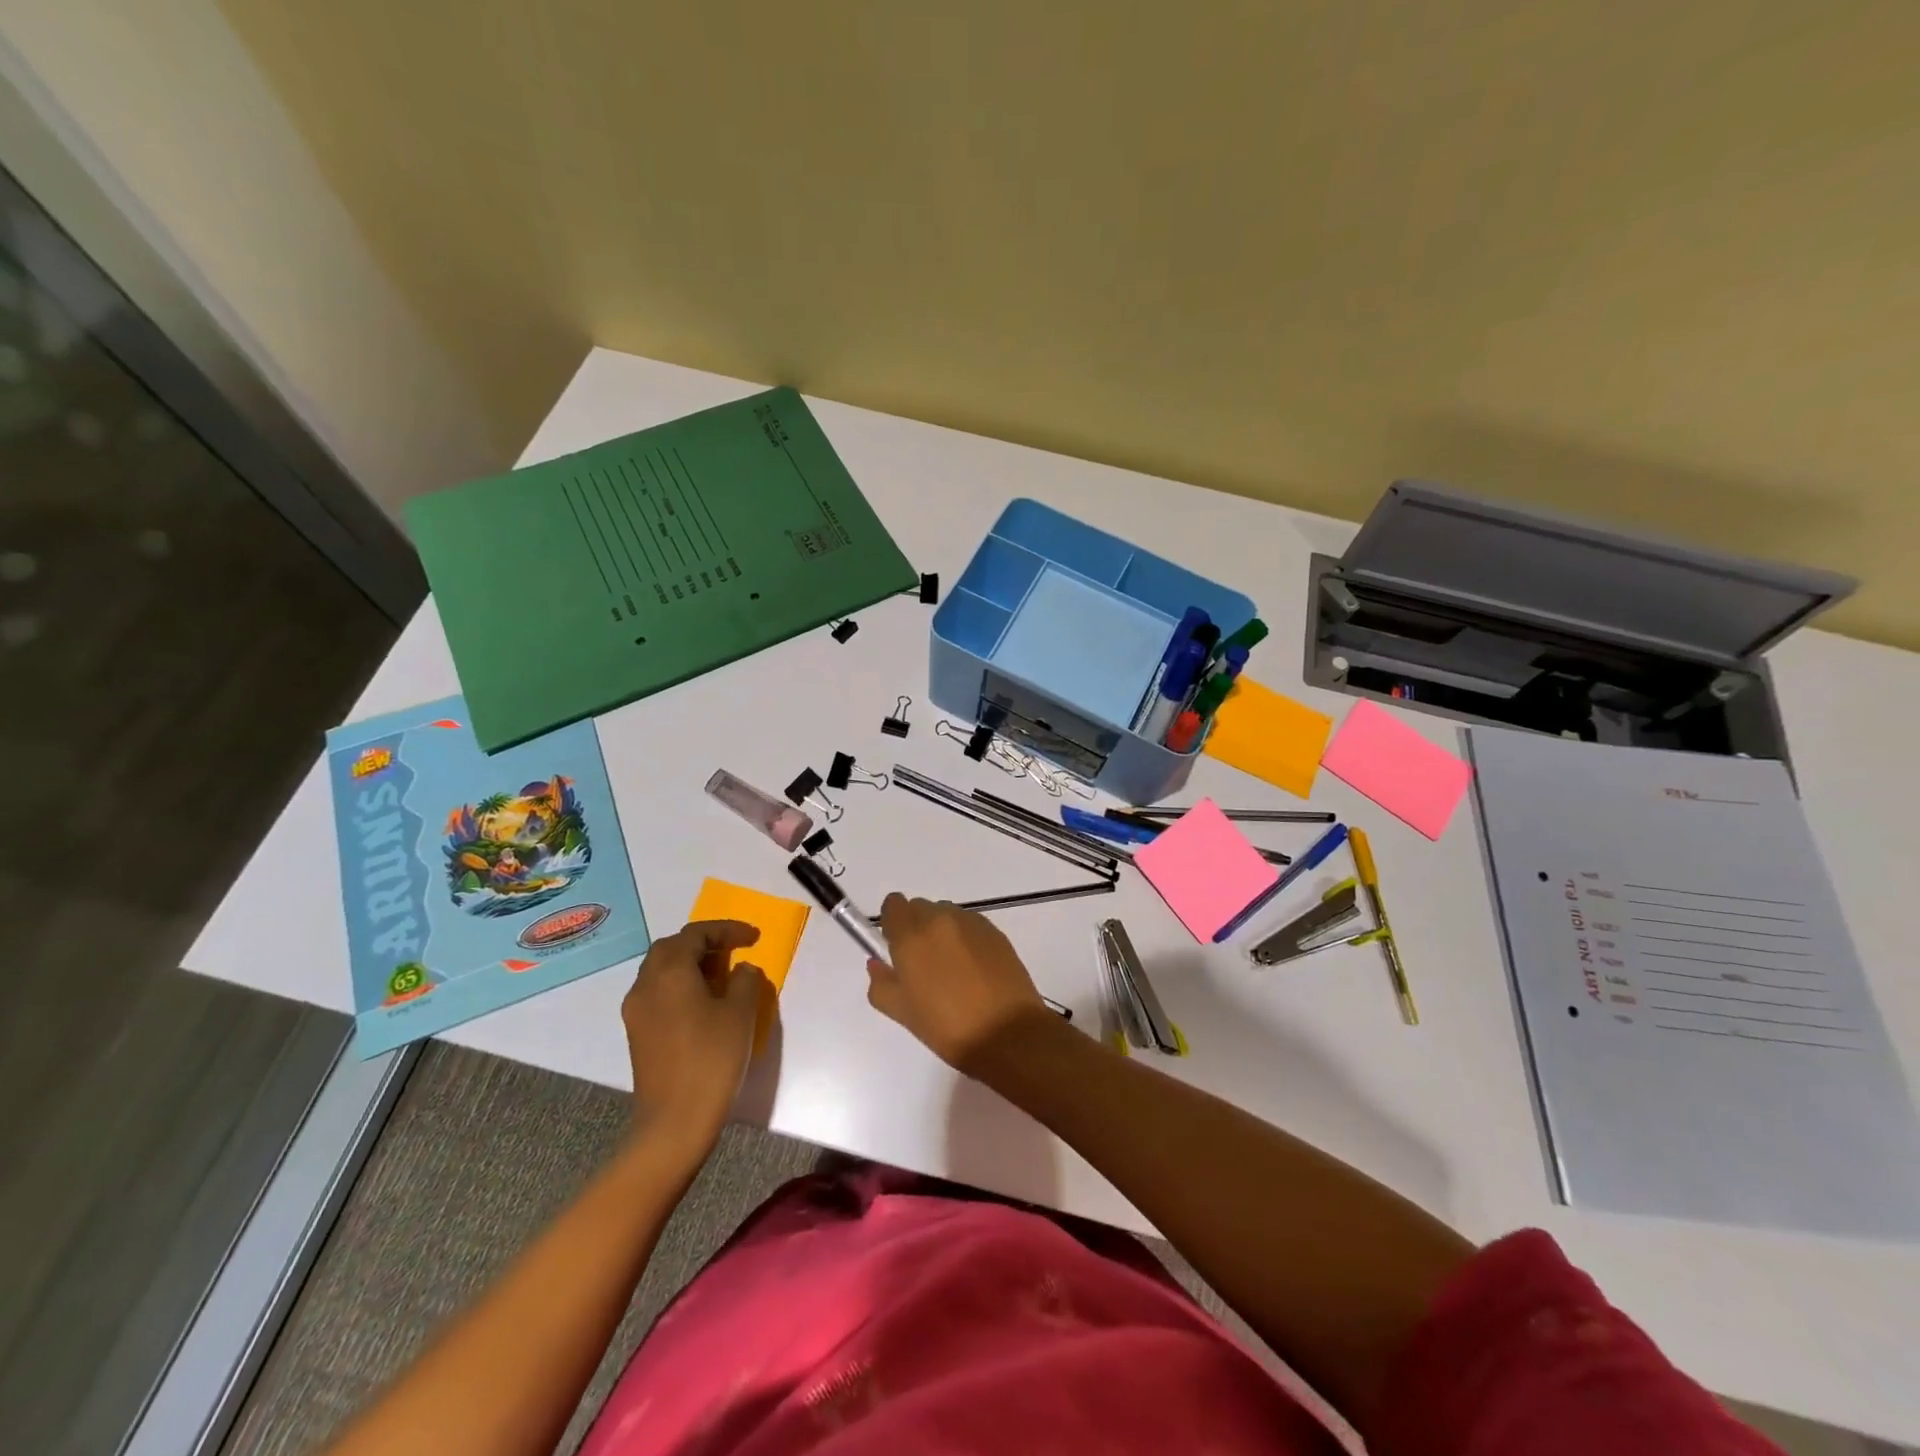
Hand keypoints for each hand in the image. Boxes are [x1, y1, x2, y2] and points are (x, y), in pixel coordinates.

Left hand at [621, 920, 768, 1156]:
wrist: (674, 1122)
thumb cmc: (712, 1059)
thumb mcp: (741, 1013)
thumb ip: (745, 980)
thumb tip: (741, 970)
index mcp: (670, 971)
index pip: (696, 933)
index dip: (727, 929)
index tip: (754, 937)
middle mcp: (646, 984)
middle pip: (672, 947)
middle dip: (704, 942)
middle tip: (734, 951)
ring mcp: (637, 1010)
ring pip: (661, 970)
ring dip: (691, 964)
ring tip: (723, 976)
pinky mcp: (637, 1033)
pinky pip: (658, 992)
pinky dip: (681, 985)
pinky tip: (704, 1003)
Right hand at [868, 895, 1049, 1071]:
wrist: (1008, 1033)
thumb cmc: (948, 1027)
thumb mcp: (903, 1012)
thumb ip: (881, 983)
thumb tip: (877, 963)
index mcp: (912, 935)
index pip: (893, 905)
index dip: (892, 924)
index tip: (896, 948)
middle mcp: (940, 919)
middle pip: (920, 908)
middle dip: (916, 928)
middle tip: (923, 965)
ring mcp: (971, 923)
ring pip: (946, 915)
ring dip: (942, 932)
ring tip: (952, 970)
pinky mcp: (996, 932)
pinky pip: (970, 926)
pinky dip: (965, 939)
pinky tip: (973, 971)